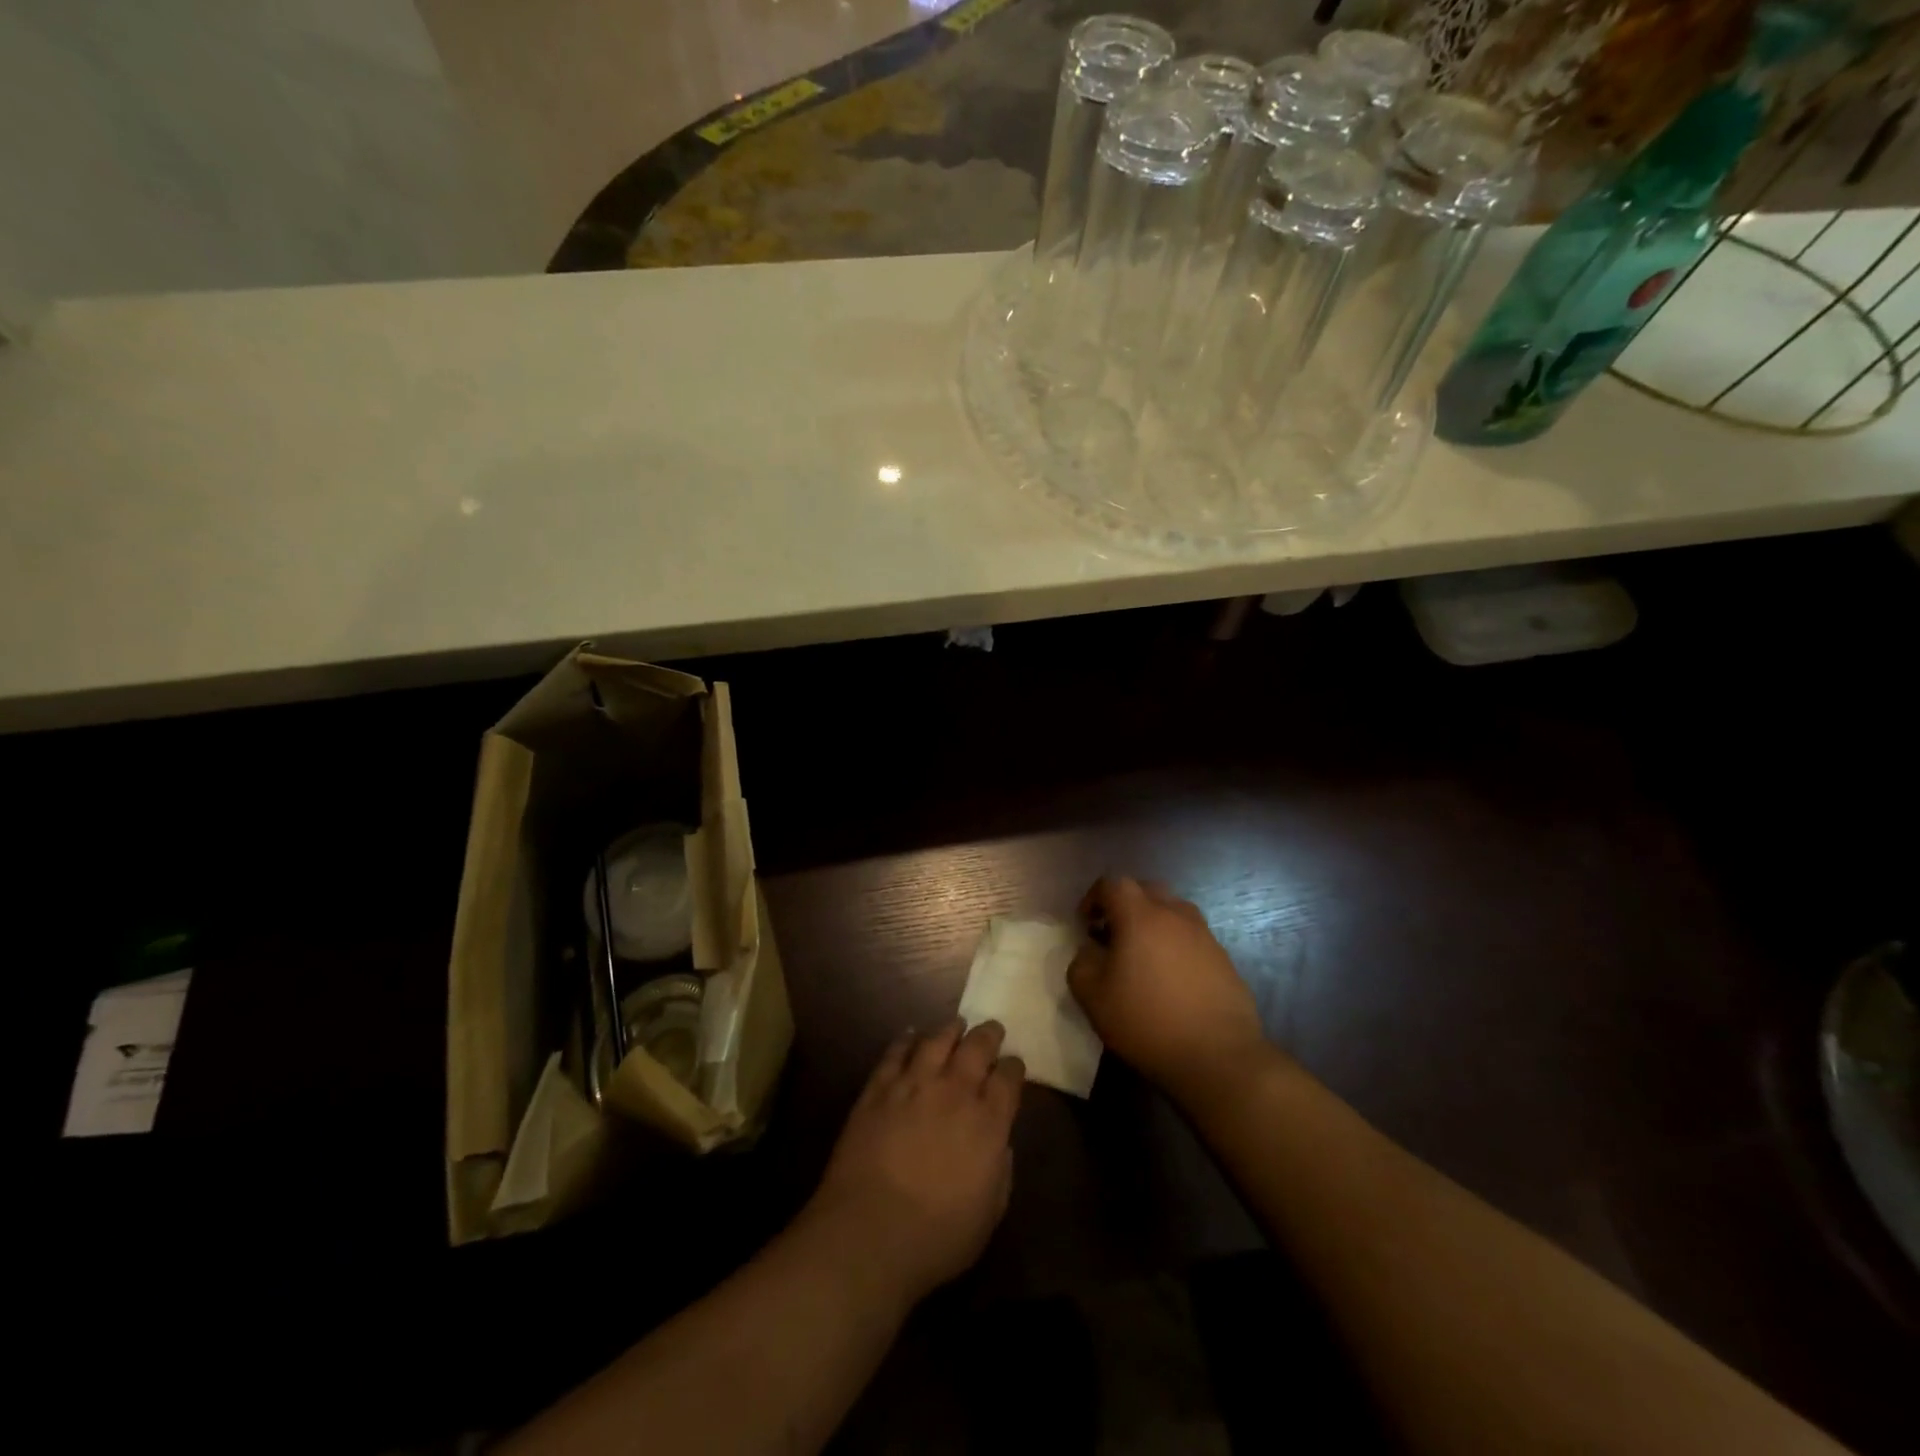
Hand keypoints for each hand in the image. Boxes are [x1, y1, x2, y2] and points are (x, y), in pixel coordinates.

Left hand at [806, 1020, 1023, 1305]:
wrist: (869, 1233)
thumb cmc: (937, 1237)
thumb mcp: (989, 1214)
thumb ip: (1000, 1170)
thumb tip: (999, 1143)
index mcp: (988, 1122)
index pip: (1009, 1078)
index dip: (1014, 1068)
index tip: (1014, 1066)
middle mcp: (955, 1092)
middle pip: (977, 1047)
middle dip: (988, 1035)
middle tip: (992, 1030)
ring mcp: (913, 1085)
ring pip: (937, 1041)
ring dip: (950, 1030)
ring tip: (956, 1025)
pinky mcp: (878, 1089)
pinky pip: (895, 1053)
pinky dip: (905, 1040)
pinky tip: (910, 1036)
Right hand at [1068, 876, 1272, 1101]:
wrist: (1218, 1057)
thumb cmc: (1147, 1021)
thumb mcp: (1092, 996)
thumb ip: (1081, 963)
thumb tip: (1091, 950)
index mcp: (1141, 916)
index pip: (1113, 883)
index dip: (1094, 898)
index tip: (1086, 924)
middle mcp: (1175, 915)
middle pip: (1147, 890)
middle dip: (1125, 905)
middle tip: (1112, 935)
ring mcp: (1205, 936)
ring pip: (1173, 912)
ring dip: (1153, 924)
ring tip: (1143, 958)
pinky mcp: (1224, 960)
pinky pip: (1192, 938)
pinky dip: (1175, 947)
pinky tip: (1170, 980)